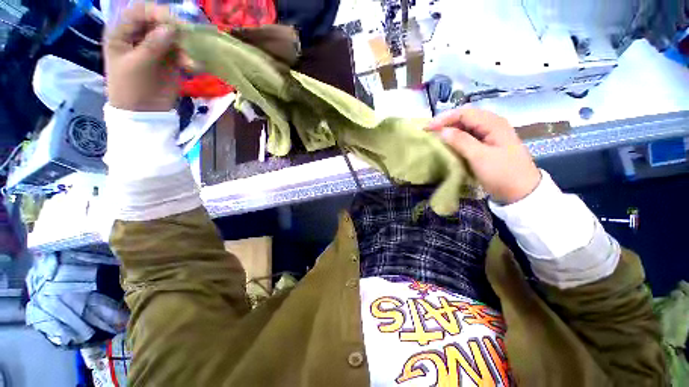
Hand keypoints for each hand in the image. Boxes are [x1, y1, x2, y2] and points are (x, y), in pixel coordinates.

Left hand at [104, 3, 182, 111]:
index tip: (174, 23)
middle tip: (187, 38)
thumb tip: (171, 28)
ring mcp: (156, 47)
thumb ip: (152, 45)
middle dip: (173, 28)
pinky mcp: (170, 60)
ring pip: (172, 36)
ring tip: (188, 61)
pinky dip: (188, 57)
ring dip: (183, 45)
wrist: (142, 112)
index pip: (139, 12)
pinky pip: (181, 52)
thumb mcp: (136, 65)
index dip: (156, 13)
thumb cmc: (129, 87)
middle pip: (158, 21)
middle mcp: (140, 35)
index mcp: (122, 32)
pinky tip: (191, 66)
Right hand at [428, 108, 540, 203]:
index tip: (427, 128)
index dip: (444, 118)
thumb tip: (442, 131)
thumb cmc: (501, 173)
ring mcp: (491, 134)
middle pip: (465, 117)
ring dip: (450, 129)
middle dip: (446, 122)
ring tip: (436, 136)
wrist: (521, 192)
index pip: (464, 113)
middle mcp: (492, 124)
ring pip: (466, 126)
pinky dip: (456, 137)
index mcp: (493, 123)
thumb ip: (461, 141)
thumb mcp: (480, 157)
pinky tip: (448, 143)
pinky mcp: (488, 144)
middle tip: (429, 131)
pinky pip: (469, 135)